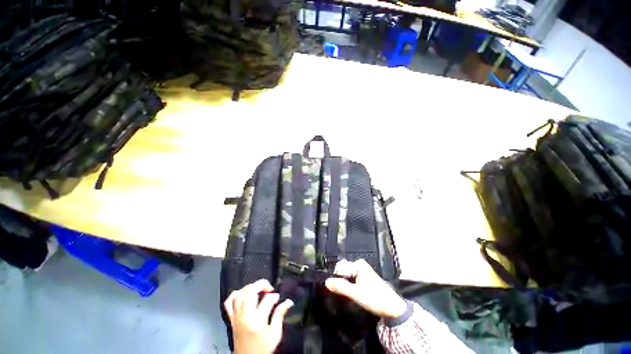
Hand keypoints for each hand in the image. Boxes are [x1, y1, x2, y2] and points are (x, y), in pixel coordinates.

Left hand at [224, 279, 293, 353]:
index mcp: (257, 320)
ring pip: (240, 294)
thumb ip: (280, 315)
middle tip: (269, 288)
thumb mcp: (275, 334)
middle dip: (261, 284)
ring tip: (258, 289)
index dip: (275, 296)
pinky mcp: (231, 319)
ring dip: (250, 287)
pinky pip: (228, 303)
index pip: (267, 300)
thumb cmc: (262, 349)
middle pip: (250, 291)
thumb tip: (288, 302)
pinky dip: (235, 295)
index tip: (278, 298)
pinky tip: (243, 294)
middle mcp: (245, 316)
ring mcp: (236, 317)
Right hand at [325, 259, 406, 318]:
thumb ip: (340, 287)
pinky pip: (352, 277)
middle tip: (344, 293)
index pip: (340, 268)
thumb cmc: (375, 299)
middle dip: (341, 280)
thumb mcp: (356, 294)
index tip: (336, 289)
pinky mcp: (365, 277)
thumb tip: (326, 282)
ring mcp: (363, 270)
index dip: (336, 278)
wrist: (392, 308)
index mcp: (358, 265)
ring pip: (347, 275)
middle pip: (343, 270)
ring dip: (345, 283)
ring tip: (349, 294)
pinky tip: (353, 292)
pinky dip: (350, 284)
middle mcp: (360, 264)